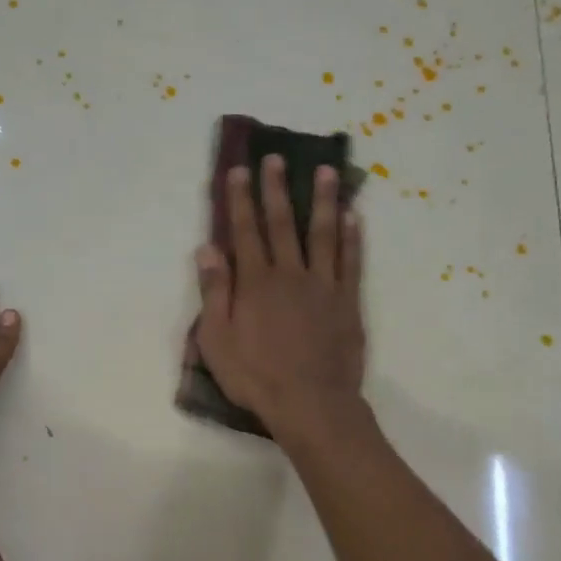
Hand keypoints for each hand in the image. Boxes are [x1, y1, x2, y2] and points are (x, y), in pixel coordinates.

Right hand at [194, 155, 365, 439]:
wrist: (311, 402)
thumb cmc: (256, 376)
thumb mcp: (217, 340)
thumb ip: (214, 292)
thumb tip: (207, 248)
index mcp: (255, 282)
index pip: (245, 231)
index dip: (241, 199)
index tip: (240, 170)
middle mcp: (290, 274)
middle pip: (282, 223)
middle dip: (276, 189)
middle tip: (276, 158)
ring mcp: (323, 285)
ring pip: (323, 233)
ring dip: (323, 200)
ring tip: (326, 171)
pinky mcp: (347, 301)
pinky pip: (351, 261)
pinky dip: (352, 237)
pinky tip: (353, 216)